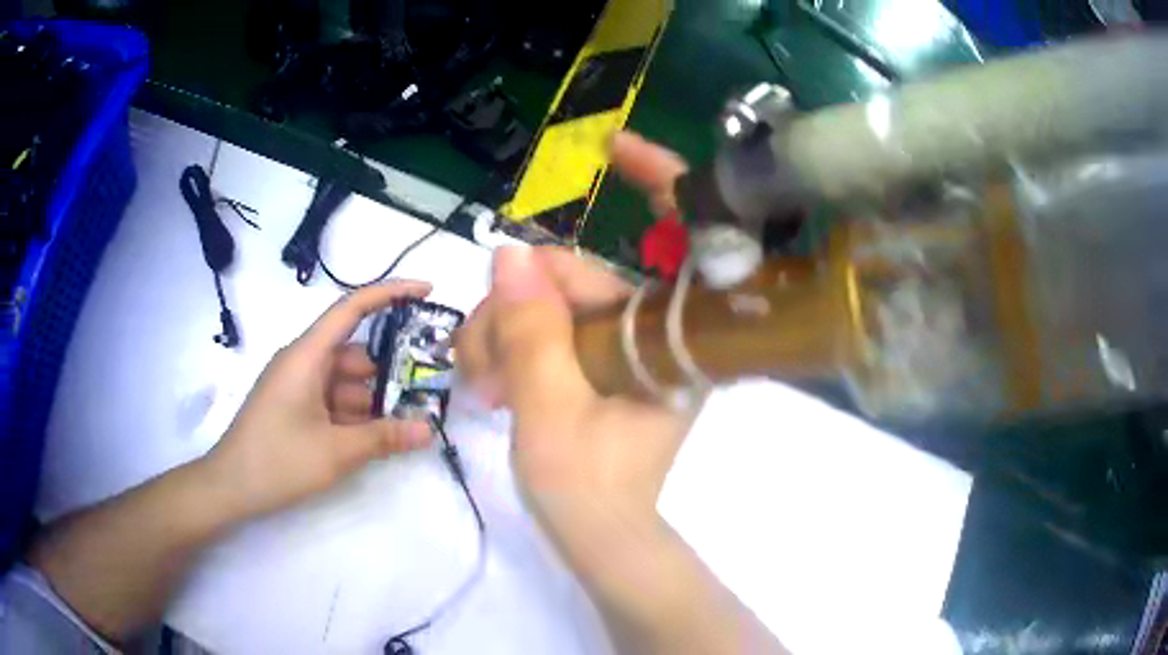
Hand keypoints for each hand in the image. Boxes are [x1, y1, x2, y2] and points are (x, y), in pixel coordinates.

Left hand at [206, 282, 434, 517]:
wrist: (230, 487)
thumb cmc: (277, 460)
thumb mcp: (335, 452)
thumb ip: (383, 437)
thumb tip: (428, 430)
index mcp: (307, 356)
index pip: (351, 308)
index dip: (390, 293)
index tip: (427, 291)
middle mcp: (302, 362)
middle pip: (354, 354)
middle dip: (389, 371)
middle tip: (427, 390)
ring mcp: (297, 386)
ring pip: (345, 382)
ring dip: (373, 400)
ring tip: (408, 422)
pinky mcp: (294, 407)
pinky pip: (332, 401)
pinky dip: (355, 415)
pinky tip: (377, 437)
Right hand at [457, 133, 695, 566]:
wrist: (597, 539)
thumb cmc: (588, 490)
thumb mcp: (548, 412)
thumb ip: (531, 332)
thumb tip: (509, 255)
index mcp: (676, 341)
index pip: (683, 239)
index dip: (659, 180)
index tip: (614, 145)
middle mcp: (660, 333)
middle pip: (583, 277)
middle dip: (518, 307)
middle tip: (475, 360)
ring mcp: (630, 345)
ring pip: (557, 303)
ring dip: (505, 331)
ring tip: (476, 382)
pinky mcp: (604, 360)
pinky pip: (554, 327)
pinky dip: (515, 343)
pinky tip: (487, 377)